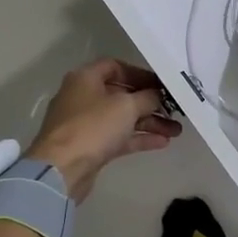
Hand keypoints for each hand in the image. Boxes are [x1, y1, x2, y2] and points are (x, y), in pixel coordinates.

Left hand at [28, 58, 181, 201]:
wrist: (61, 170)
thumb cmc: (93, 127)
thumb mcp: (126, 106)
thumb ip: (147, 97)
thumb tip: (157, 95)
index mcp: (86, 78)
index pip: (115, 66)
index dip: (140, 73)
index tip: (161, 84)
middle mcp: (83, 97)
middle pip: (121, 94)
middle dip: (149, 102)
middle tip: (174, 109)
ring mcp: (86, 124)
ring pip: (122, 118)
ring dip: (149, 122)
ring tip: (176, 130)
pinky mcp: (90, 147)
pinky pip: (119, 137)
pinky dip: (139, 138)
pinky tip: (163, 142)